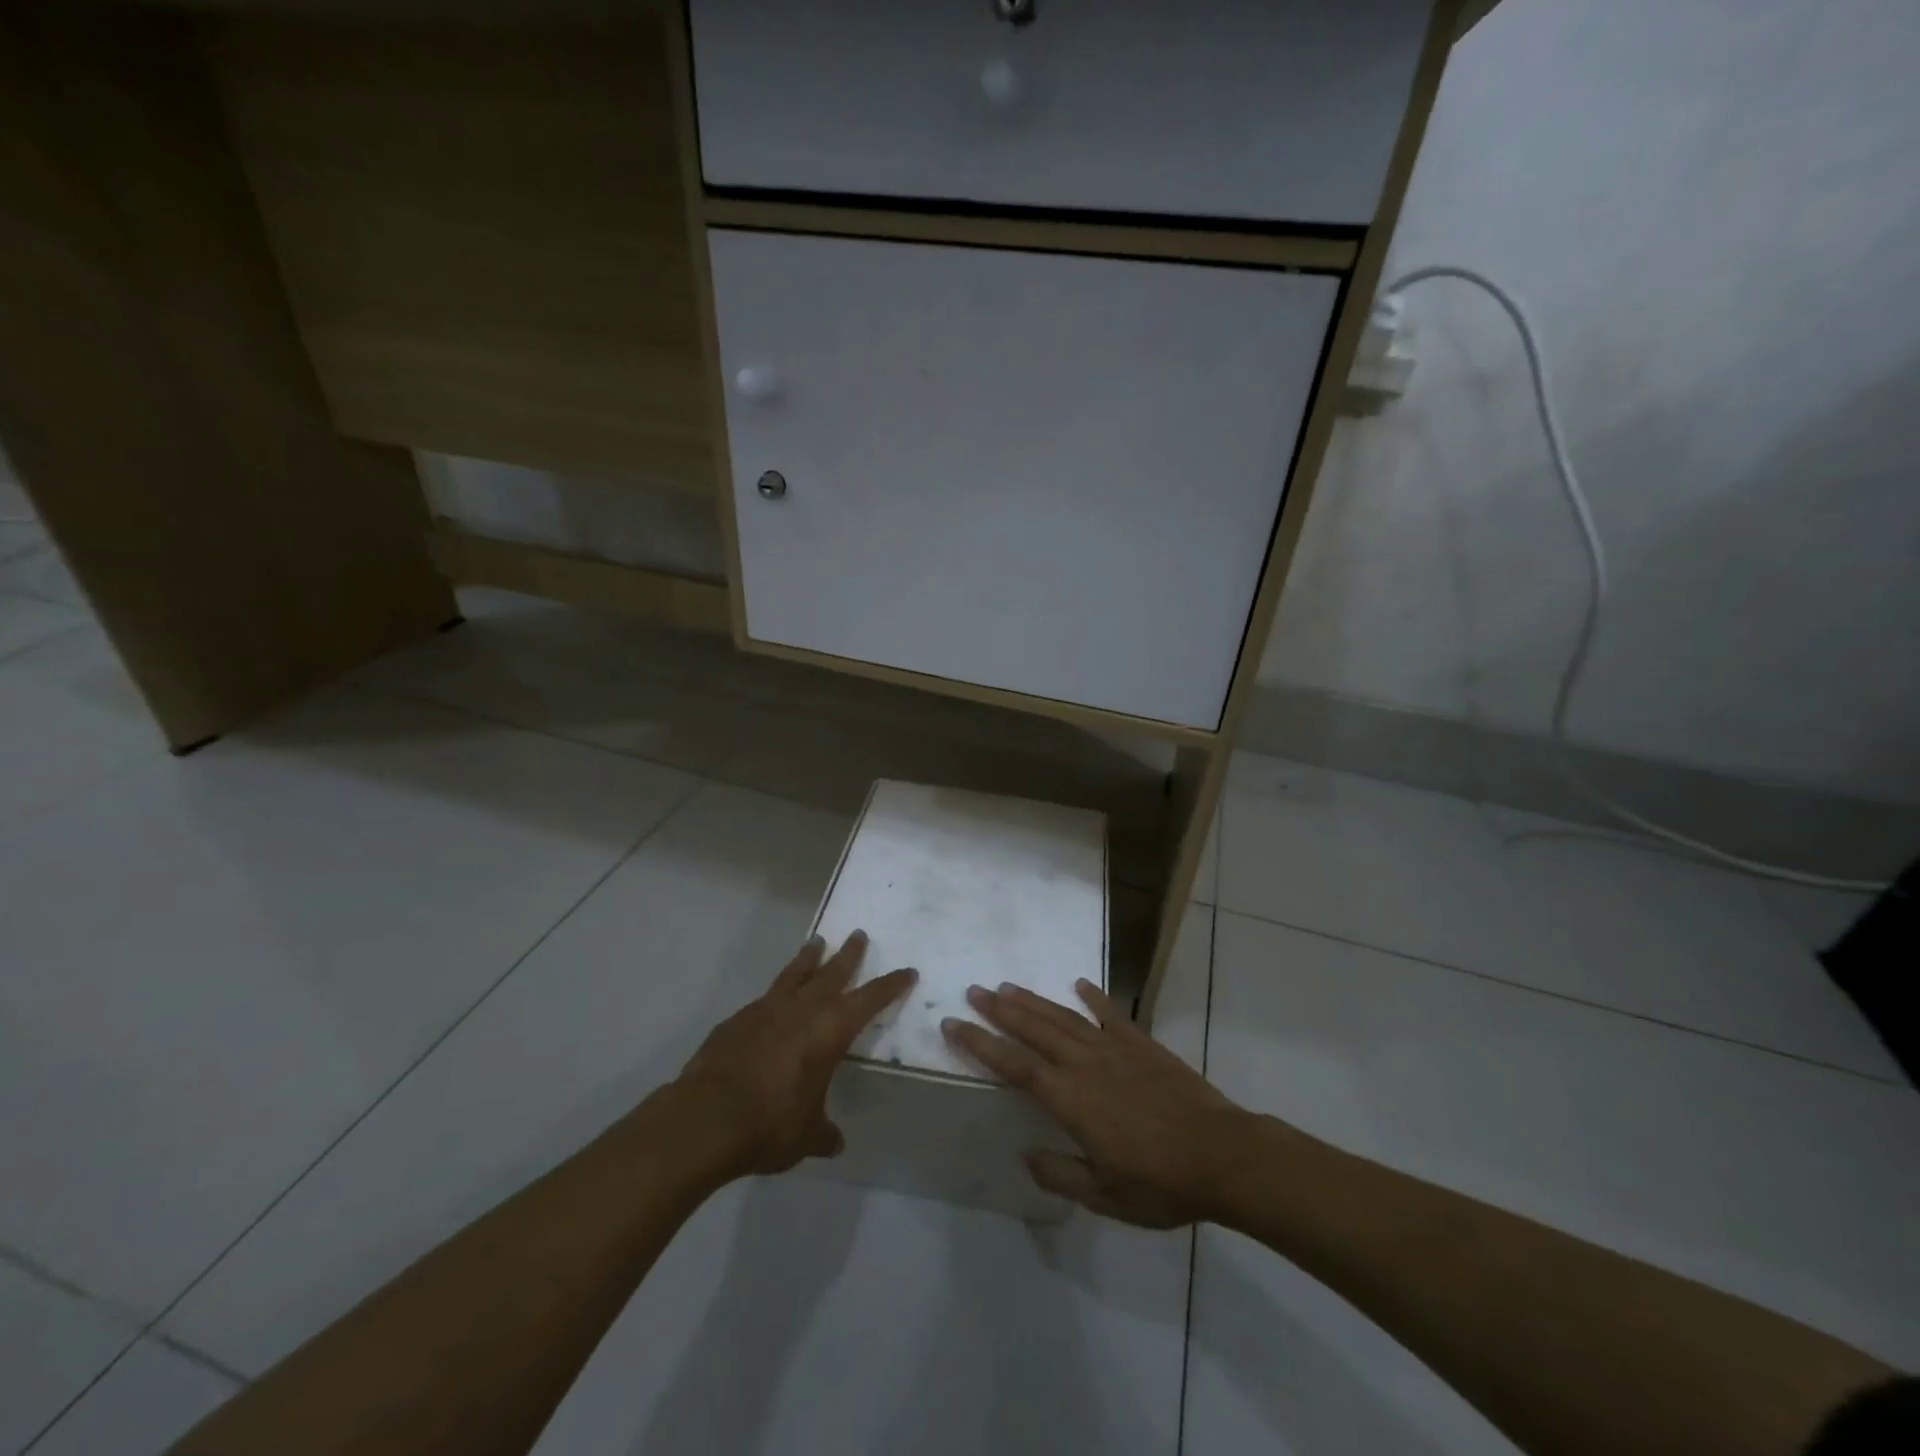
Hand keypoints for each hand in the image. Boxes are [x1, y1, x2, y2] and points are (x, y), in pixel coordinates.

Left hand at [677, 931, 915, 1177]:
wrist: (706, 1119)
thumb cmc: (771, 1124)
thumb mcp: (806, 1135)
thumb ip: (823, 1133)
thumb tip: (833, 1143)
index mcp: (830, 1030)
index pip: (869, 999)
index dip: (890, 985)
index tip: (907, 971)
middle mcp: (802, 1010)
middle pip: (832, 972)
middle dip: (849, 955)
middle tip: (858, 935)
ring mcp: (766, 1010)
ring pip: (795, 974)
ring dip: (808, 958)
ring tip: (817, 942)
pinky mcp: (737, 1020)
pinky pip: (765, 997)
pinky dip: (776, 993)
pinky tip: (773, 1001)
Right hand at [942, 979, 1253, 1227]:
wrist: (1222, 1155)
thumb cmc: (1160, 1182)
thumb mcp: (1104, 1195)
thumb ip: (1060, 1173)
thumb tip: (1025, 1154)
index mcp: (1070, 1099)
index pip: (1014, 1065)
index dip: (980, 1044)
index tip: (953, 1024)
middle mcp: (1085, 1063)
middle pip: (1034, 1029)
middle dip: (1000, 1010)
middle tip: (973, 990)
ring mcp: (1115, 1048)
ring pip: (1064, 1017)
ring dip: (1034, 1001)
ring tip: (1007, 985)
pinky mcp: (1143, 1043)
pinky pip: (1111, 1014)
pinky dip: (1094, 996)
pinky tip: (1079, 983)